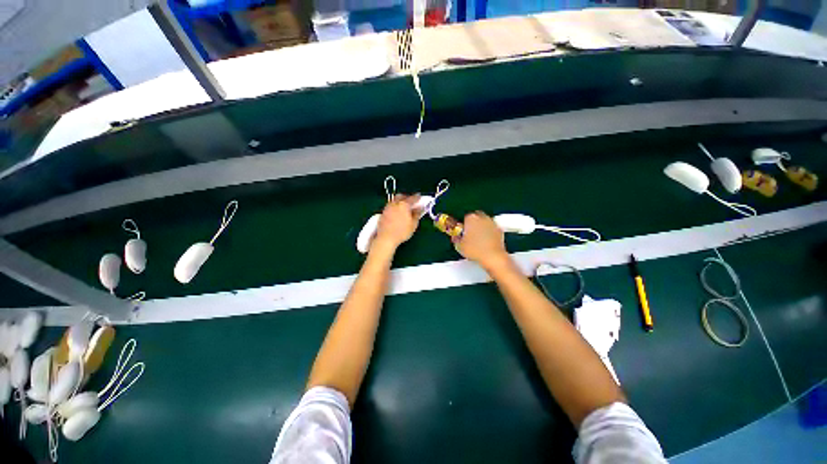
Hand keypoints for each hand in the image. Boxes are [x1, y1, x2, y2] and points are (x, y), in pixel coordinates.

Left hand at [373, 194, 421, 249]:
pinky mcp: (383, 212)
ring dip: (400, 201)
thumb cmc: (402, 232)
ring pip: (394, 200)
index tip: (420, 197)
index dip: (417, 197)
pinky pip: (390, 206)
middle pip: (401, 196)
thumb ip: (417, 214)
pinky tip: (397, 212)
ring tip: (404, 207)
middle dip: (407, 197)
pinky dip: (395, 206)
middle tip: (411, 202)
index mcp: (404, 205)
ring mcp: (388, 207)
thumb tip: (420, 208)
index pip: (412, 198)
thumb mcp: (413, 224)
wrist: (386, 238)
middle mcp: (395, 203)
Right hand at [453, 211, 509, 269]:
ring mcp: (492, 223)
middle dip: (473, 223)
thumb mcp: (459, 246)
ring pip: (485, 222)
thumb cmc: (475, 250)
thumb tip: (456, 237)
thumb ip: (456, 239)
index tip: (462, 231)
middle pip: (476, 217)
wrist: (492, 257)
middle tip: (470, 234)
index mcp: (471, 218)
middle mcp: (482, 218)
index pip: (465, 217)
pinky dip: (489, 233)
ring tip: (478, 239)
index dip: (463, 225)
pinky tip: (486, 242)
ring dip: (481, 227)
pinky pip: (492, 229)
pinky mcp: (500, 230)